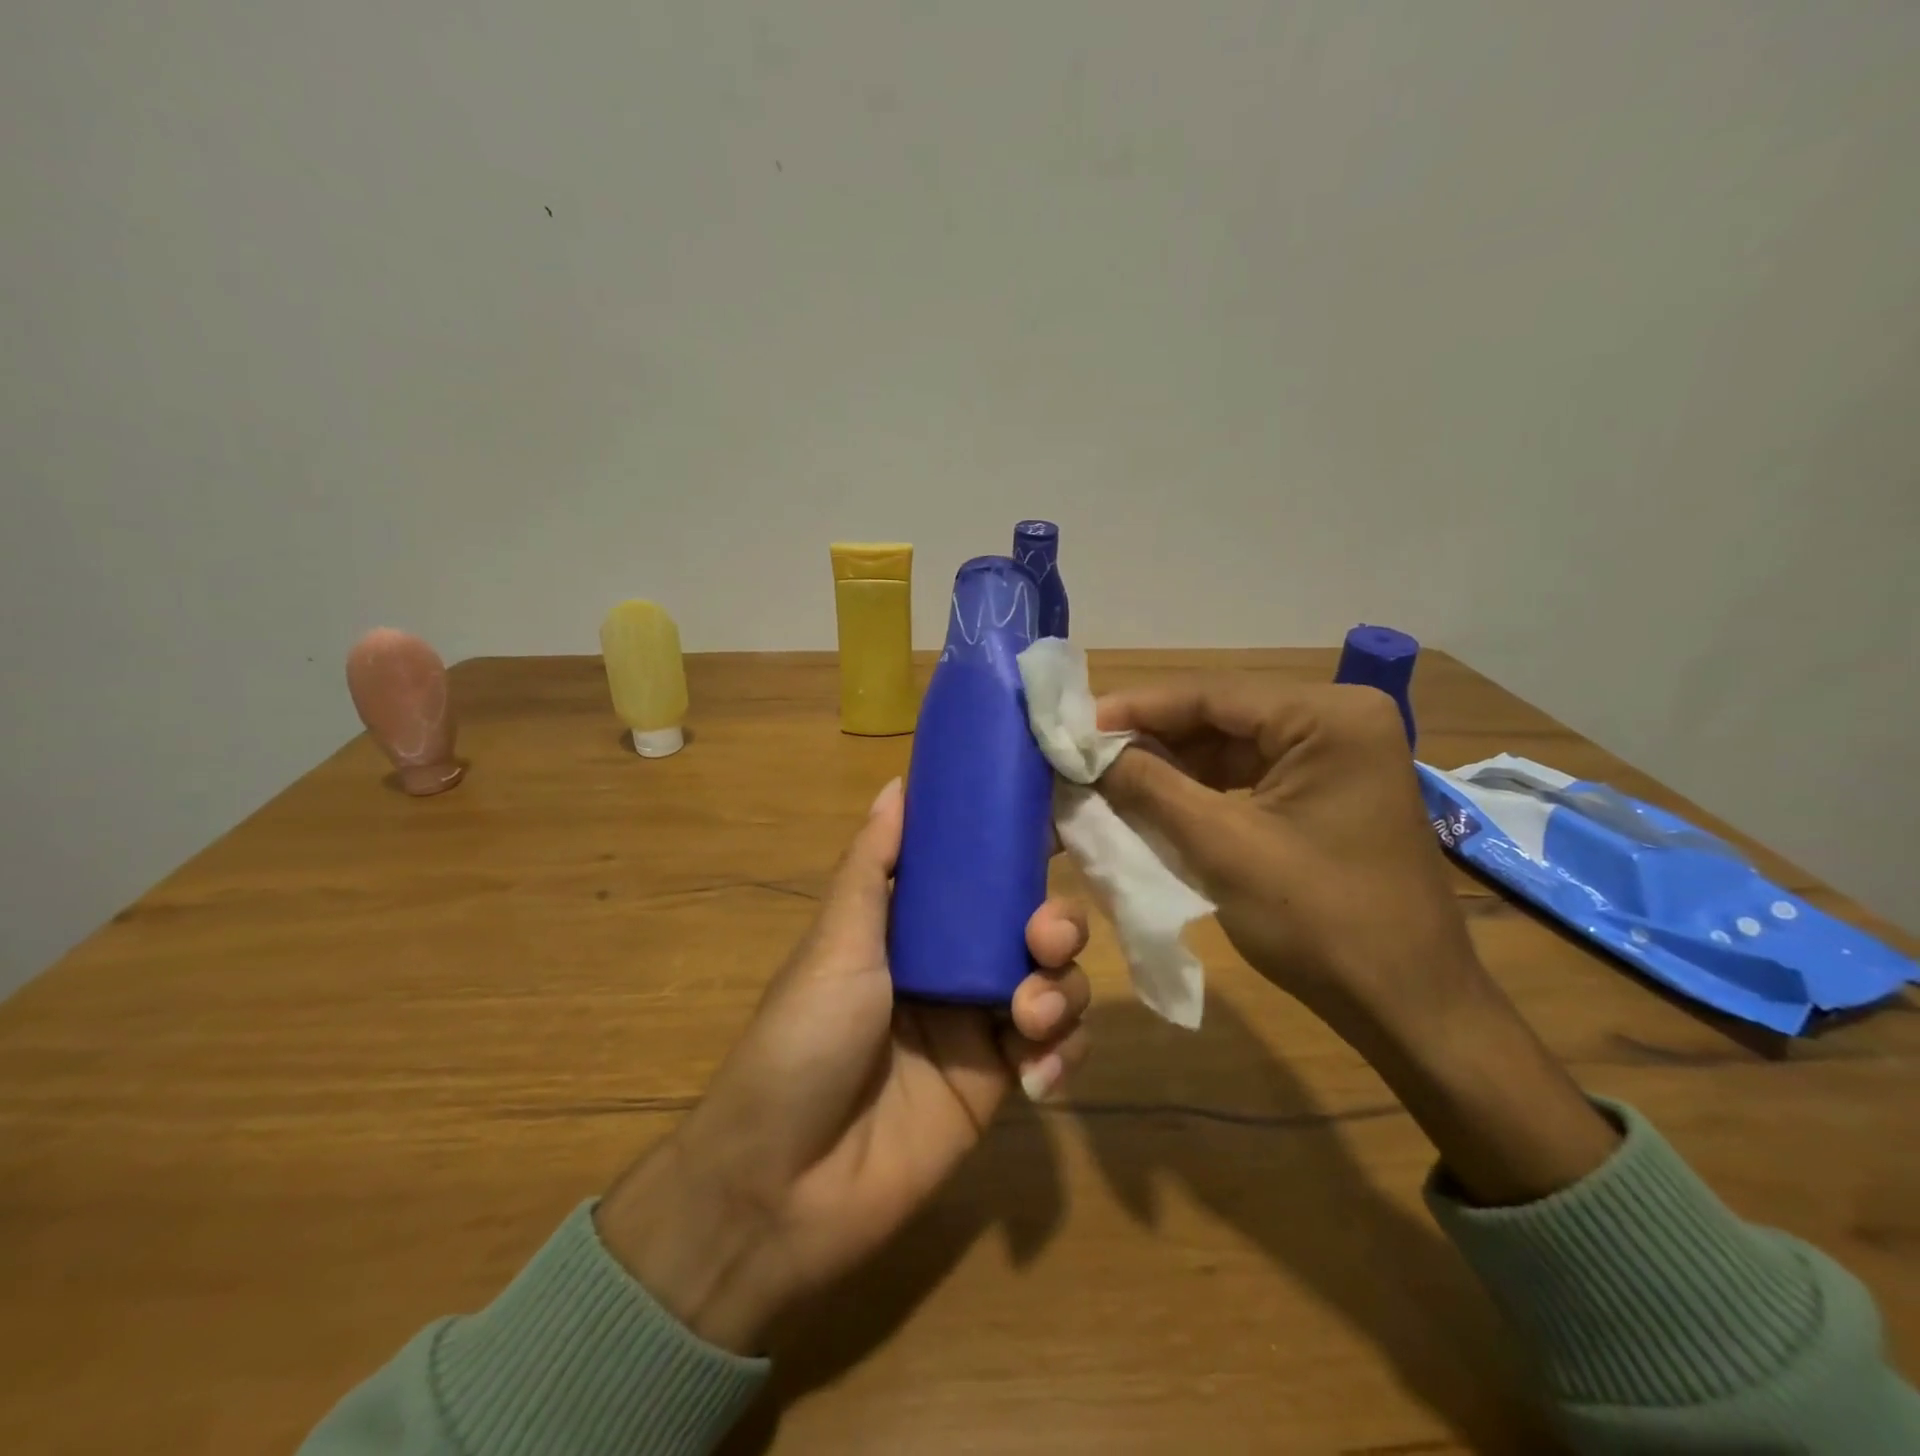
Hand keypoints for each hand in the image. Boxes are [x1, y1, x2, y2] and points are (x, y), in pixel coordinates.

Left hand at [595, 777, 1090, 1350]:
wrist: (783, 1185)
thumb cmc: (803, 1041)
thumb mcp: (836, 943)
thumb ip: (873, 865)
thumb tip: (898, 784)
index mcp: (913, 927)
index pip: (979, 876)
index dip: (1018, 852)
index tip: (1058, 827)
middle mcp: (952, 967)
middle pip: (1030, 927)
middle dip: (1055, 923)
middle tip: (1045, 938)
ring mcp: (979, 1027)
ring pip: (1054, 984)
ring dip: (1062, 990)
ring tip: (1030, 1018)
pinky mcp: (999, 1086)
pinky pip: (1055, 1051)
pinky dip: (1061, 1055)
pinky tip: (1036, 1077)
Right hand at [1095, 680, 1476, 1024]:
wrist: (1409, 1008)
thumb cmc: (1321, 924)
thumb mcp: (1221, 848)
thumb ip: (1149, 786)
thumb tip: (1087, 752)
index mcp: (1330, 717)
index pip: (1211, 694)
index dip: (1134, 708)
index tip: (1073, 726)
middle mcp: (1341, 718)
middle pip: (1222, 715)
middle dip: (1151, 737)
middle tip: (1084, 753)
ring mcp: (1340, 754)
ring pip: (1232, 744)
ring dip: (1171, 763)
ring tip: (1107, 776)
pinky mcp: (1331, 789)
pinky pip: (1251, 773)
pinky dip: (1202, 787)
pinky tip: (1155, 798)